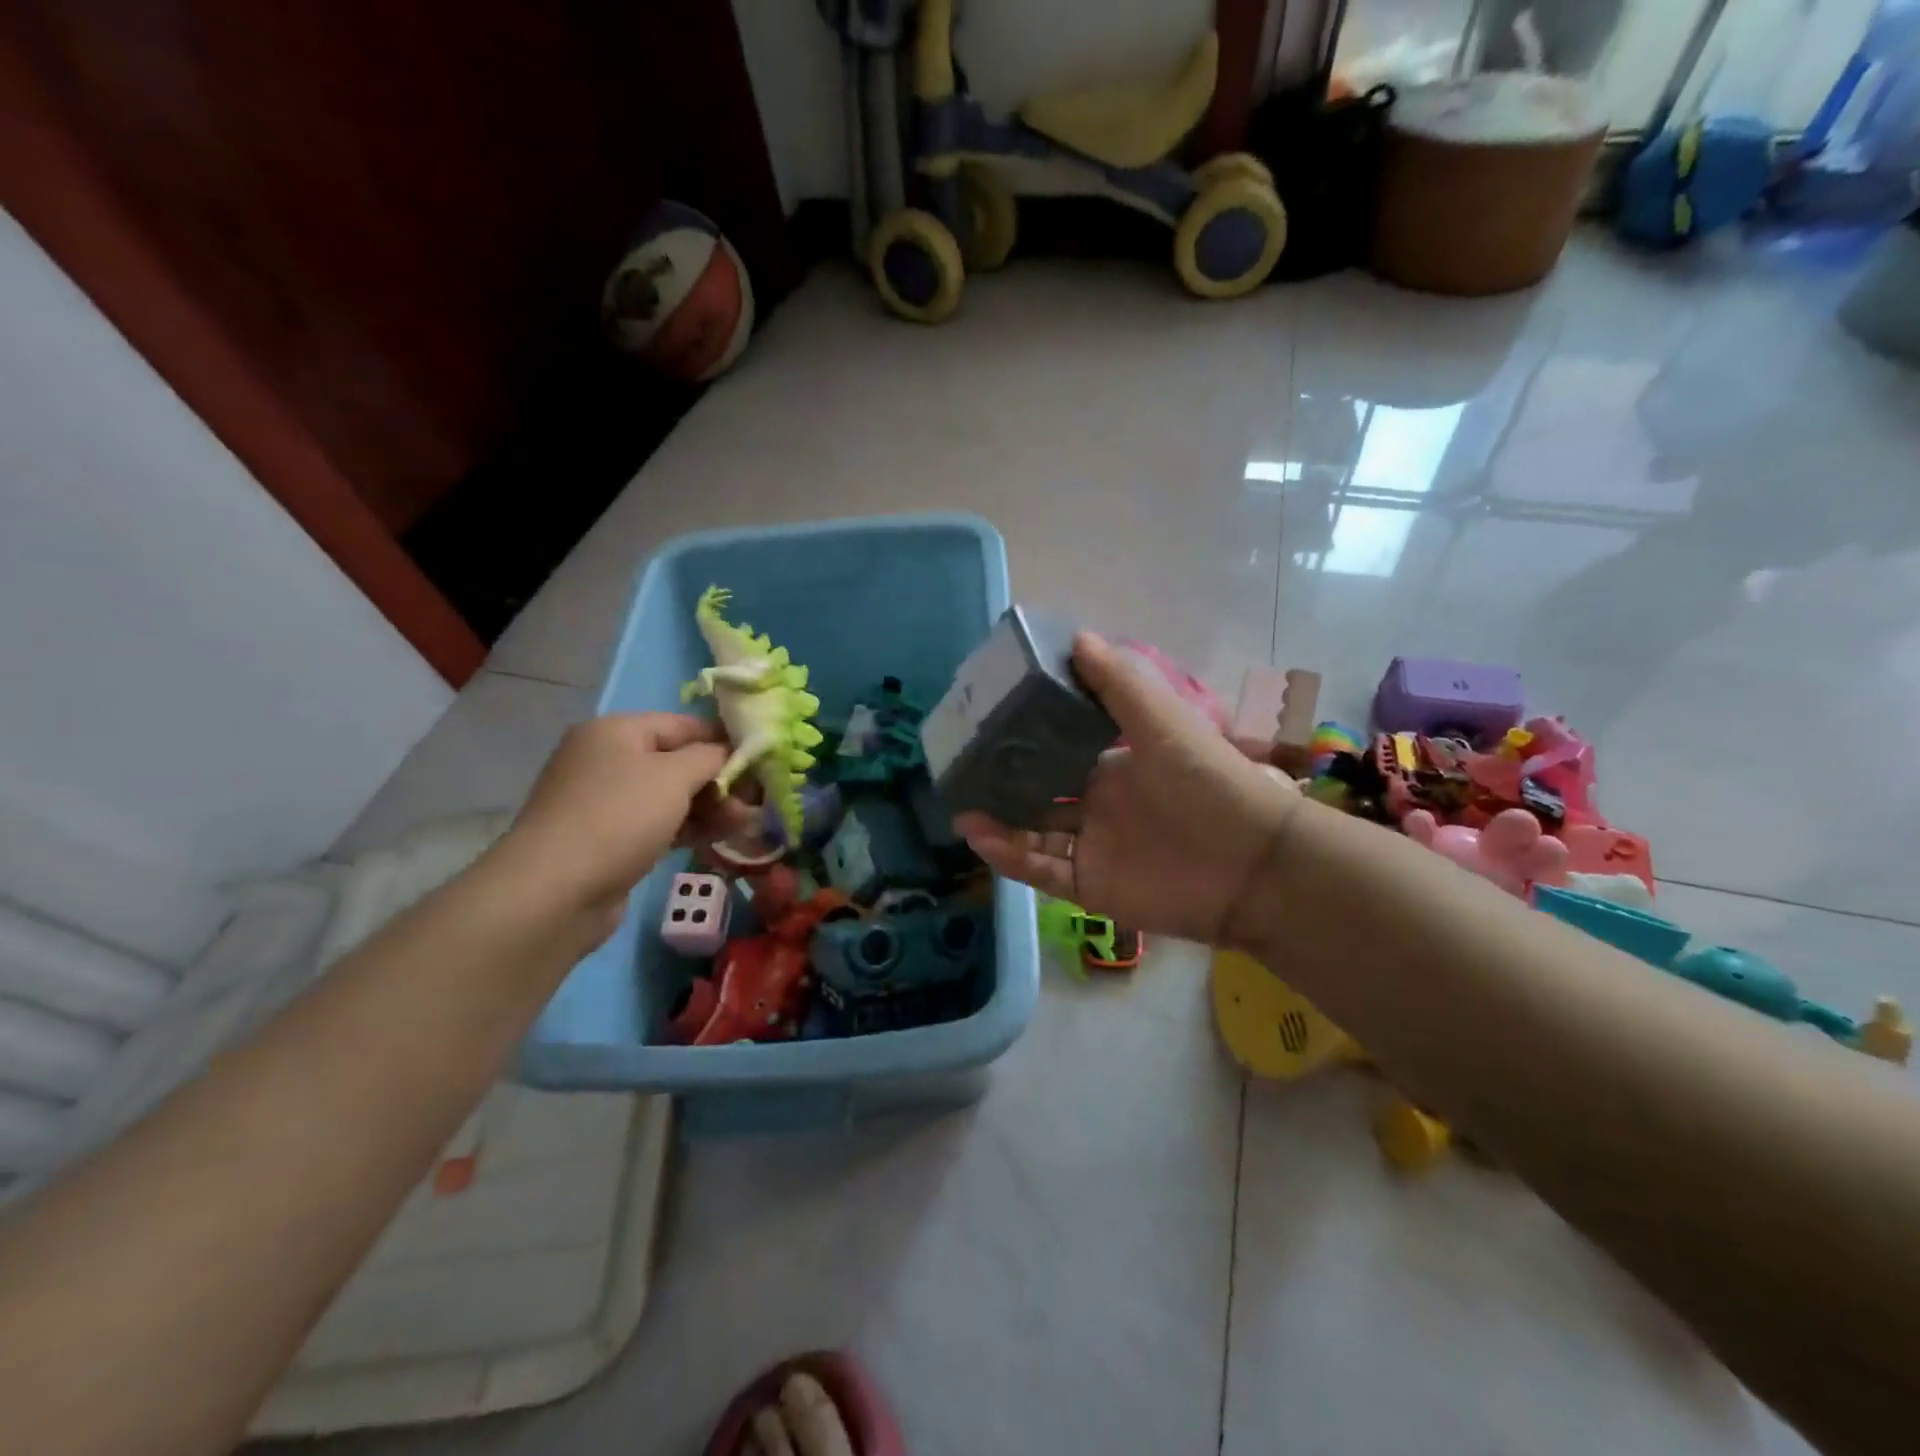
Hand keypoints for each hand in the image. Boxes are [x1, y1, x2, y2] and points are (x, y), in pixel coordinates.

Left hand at [496, 713, 752, 928]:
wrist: (555, 891)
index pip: (684, 724)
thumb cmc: (619, 817)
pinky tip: (719, 838)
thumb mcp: (674, 776)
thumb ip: (711, 757)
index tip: (762, 759)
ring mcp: (606, 801)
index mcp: (617, 731)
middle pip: (678, 761)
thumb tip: (732, 752)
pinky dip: (689, 827)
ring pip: (672, 796)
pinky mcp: (609, 839)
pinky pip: (659, 823)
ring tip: (745, 823)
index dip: (724, 739)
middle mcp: (607, 759)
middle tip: (756, 800)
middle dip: (721, 780)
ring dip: (711, 807)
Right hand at [956, 633, 1302, 949]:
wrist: (1253, 865)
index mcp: (1115, 765)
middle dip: (1004, 786)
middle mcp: (1099, 805)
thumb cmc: (1207, 782)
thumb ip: (1120, 683)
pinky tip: (982, 838)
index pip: (1060, 750)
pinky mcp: (1092, 887)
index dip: (1027, 740)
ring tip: (963, 809)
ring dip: (999, 823)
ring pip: (1033, 835)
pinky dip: (1012, 858)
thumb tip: (1076, 635)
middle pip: (1040, 795)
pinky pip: (1042, 872)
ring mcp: (1094, 848)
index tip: (989, 724)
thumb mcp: (1164, 723)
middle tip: (962, 772)